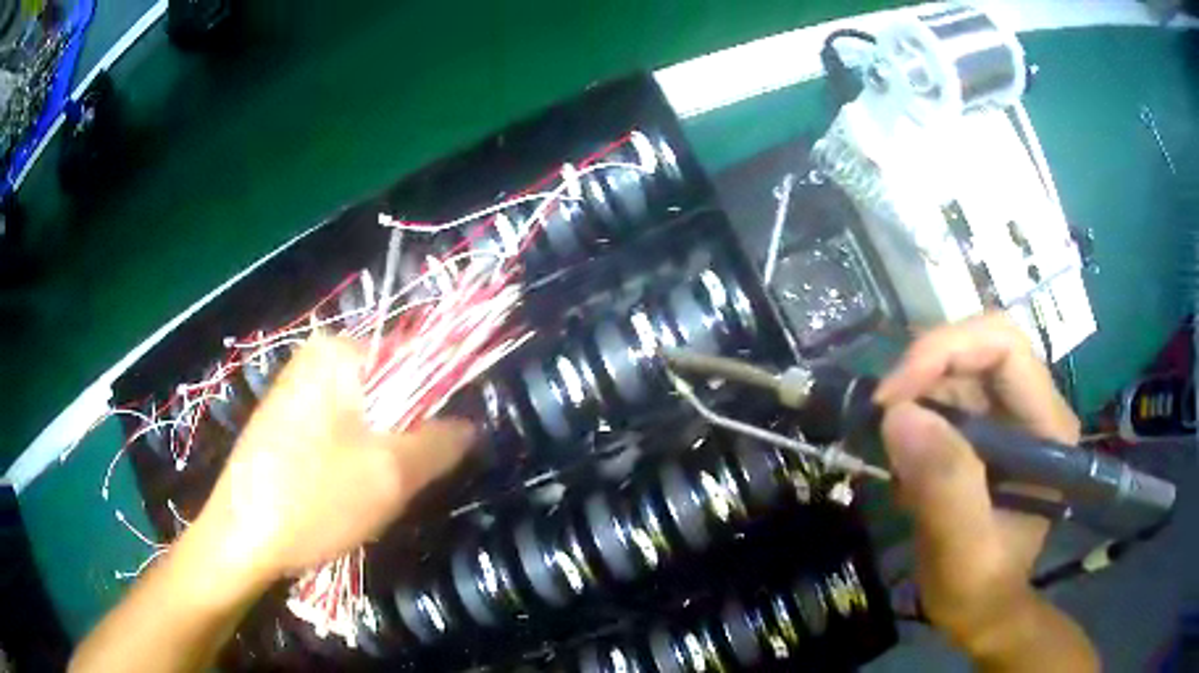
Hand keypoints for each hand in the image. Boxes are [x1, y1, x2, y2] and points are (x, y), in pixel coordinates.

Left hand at [189, 336, 474, 584]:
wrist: (240, 538)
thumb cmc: (313, 498)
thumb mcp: (391, 474)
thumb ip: (441, 442)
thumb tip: (469, 427)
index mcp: (339, 352)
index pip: (417, 359)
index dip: (438, 406)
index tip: (434, 454)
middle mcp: (316, 358)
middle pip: (391, 391)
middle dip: (403, 439)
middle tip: (395, 484)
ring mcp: (297, 389)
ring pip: (368, 418)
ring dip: (380, 458)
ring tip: (365, 496)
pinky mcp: (287, 421)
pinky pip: (341, 433)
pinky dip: (353, 463)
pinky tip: (340, 496)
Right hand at [874, 313, 1079, 653]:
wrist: (982, 609)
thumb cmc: (980, 589)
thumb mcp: (963, 552)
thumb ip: (946, 488)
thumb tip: (900, 415)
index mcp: (1047, 427)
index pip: (1004, 347)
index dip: (948, 350)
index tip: (895, 395)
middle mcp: (1033, 408)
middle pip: (978, 348)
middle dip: (925, 371)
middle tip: (882, 414)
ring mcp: (1009, 417)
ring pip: (957, 369)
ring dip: (916, 398)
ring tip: (895, 454)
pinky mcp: (986, 430)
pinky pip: (945, 397)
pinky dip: (916, 417)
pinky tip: (907, 460)